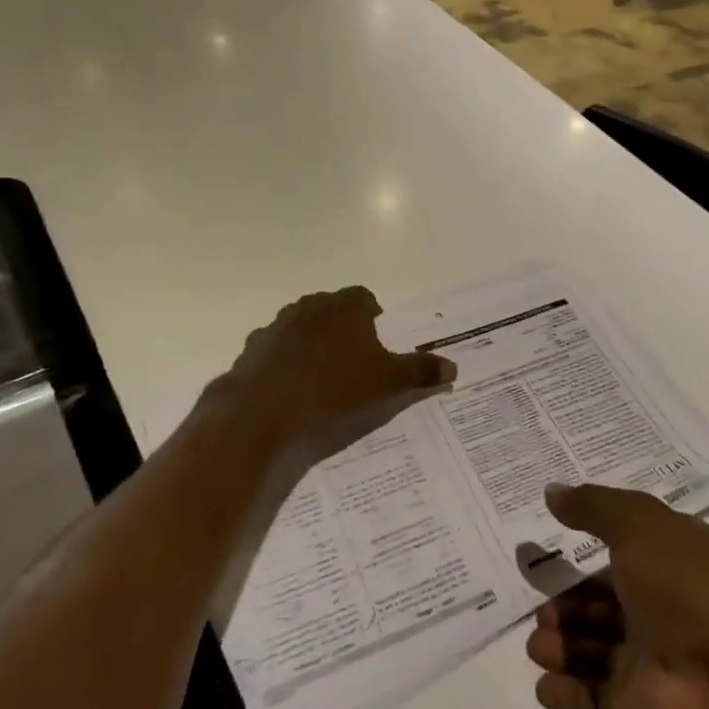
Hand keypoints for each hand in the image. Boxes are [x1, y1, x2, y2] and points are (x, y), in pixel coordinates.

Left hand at [209, 286, 456, 461]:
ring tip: (322, 373)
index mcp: (345, 307)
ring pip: (303, 325)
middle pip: (333, 308)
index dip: (374, 316)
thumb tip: (453, 367)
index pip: (365, 298)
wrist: (264, 409)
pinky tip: (291, 386)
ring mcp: (279, 324)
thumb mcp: (386, 383)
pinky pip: (277, 348)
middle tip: (354, 358)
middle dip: (343, 327)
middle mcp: (312, 306)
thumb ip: (420, 372)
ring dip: (313, 341)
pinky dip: (285, 360)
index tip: (378, 340)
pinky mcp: (255, 347)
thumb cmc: (334, 388)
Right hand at [526, 482, 708, 708]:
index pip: (624, 546)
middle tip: (540, 609)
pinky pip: (593, 699)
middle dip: (568, 604)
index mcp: (671, 558)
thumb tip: (552, 491)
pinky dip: (566, 692)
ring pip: (595, 649)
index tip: (549, 534)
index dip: (588, 539)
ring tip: (537, 645)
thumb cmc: (689, 591)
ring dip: (562, 645)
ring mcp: (651, 662)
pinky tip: (544, 683)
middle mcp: (662, 608)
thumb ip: (594, 506)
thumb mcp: (640, 526)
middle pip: (604, 602)